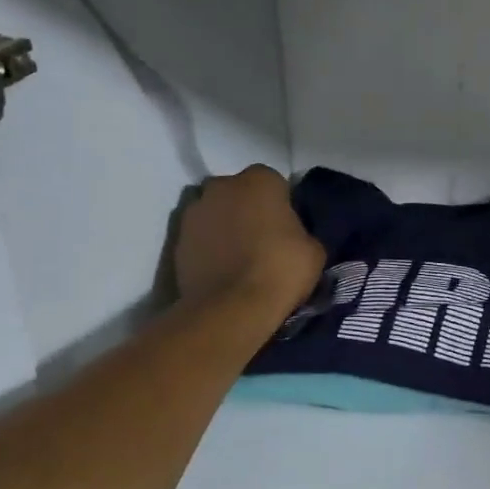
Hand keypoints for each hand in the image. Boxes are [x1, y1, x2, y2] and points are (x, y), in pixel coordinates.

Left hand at [174, 166, 323, 313]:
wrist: (231, 308)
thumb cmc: (280, 270)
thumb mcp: (314, 250)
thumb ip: (300, 231)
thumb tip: (291, 236)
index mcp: (259, 179)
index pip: (273, 183)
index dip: (280, 205)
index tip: (286, 229)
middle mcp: (221, 186)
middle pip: (238, 193)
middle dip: (248, 210)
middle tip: (262, 241)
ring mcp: (194, 212)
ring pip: (215, 213)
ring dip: (225, 228)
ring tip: (238, 259)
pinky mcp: (176, 241)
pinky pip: (199, 238)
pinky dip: (208, 248)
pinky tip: (221, 271)